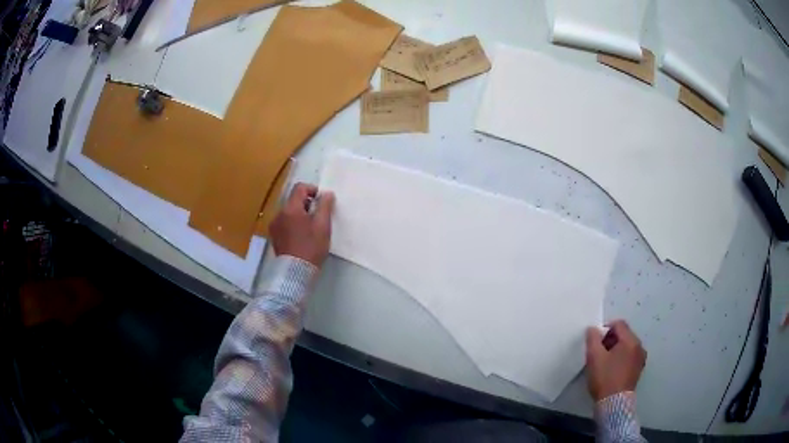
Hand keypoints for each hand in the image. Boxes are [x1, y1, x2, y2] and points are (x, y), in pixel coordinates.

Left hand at [269, 183, 334, 266]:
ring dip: (299, 215)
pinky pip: (284, 223)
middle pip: (293, 200)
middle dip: (307, 204)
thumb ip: (325, 206)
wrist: (296, 271)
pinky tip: (300, 236)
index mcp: (290, 208)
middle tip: (318, 216)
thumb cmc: (311, 247)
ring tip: (310, 228)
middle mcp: (279, 214)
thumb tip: (327, 194)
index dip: (312, 190)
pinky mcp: (274, 236)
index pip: (300, 188)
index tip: (322, 201)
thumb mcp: (323, 225)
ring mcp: (274, 225)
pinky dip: (292, 224)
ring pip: (288, 212)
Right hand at [585, 320, 646, 401]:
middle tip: (598, 351)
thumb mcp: (594, 357)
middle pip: (624, 334)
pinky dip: (621, 358)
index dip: (605, 328)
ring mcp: (640, 359)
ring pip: (627, 346)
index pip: (619, 324)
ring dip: (616, 349)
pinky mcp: (638, 369)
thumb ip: (592, 339)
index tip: (595, 340)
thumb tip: (593, 329)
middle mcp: (639, 346)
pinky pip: (630, 356)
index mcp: (631, 340)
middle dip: (610, 339)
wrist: (614, 403)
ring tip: (604, 361)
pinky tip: (612, 369)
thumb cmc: (605, 378)